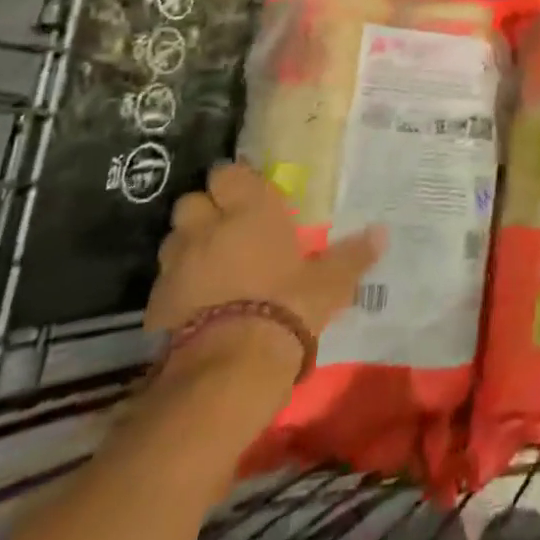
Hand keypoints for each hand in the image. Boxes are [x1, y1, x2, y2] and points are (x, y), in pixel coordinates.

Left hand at [146, 163, 385, 347]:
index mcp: (251, 210)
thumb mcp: (330, 282)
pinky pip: (163, 283)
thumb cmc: (289, 305)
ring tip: (209, 265)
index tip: (247, 195)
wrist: (231, 366)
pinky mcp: (157, 304)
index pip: (228, 173)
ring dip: (187, 246)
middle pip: (192, 201)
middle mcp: (210, 226)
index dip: (235, 182)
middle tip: (226, 228)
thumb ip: (352, 255)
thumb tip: (383, 233)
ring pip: (173, 239)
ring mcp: (178, 264)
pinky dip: (175, 288)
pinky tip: (194, 304)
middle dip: (204, 211)